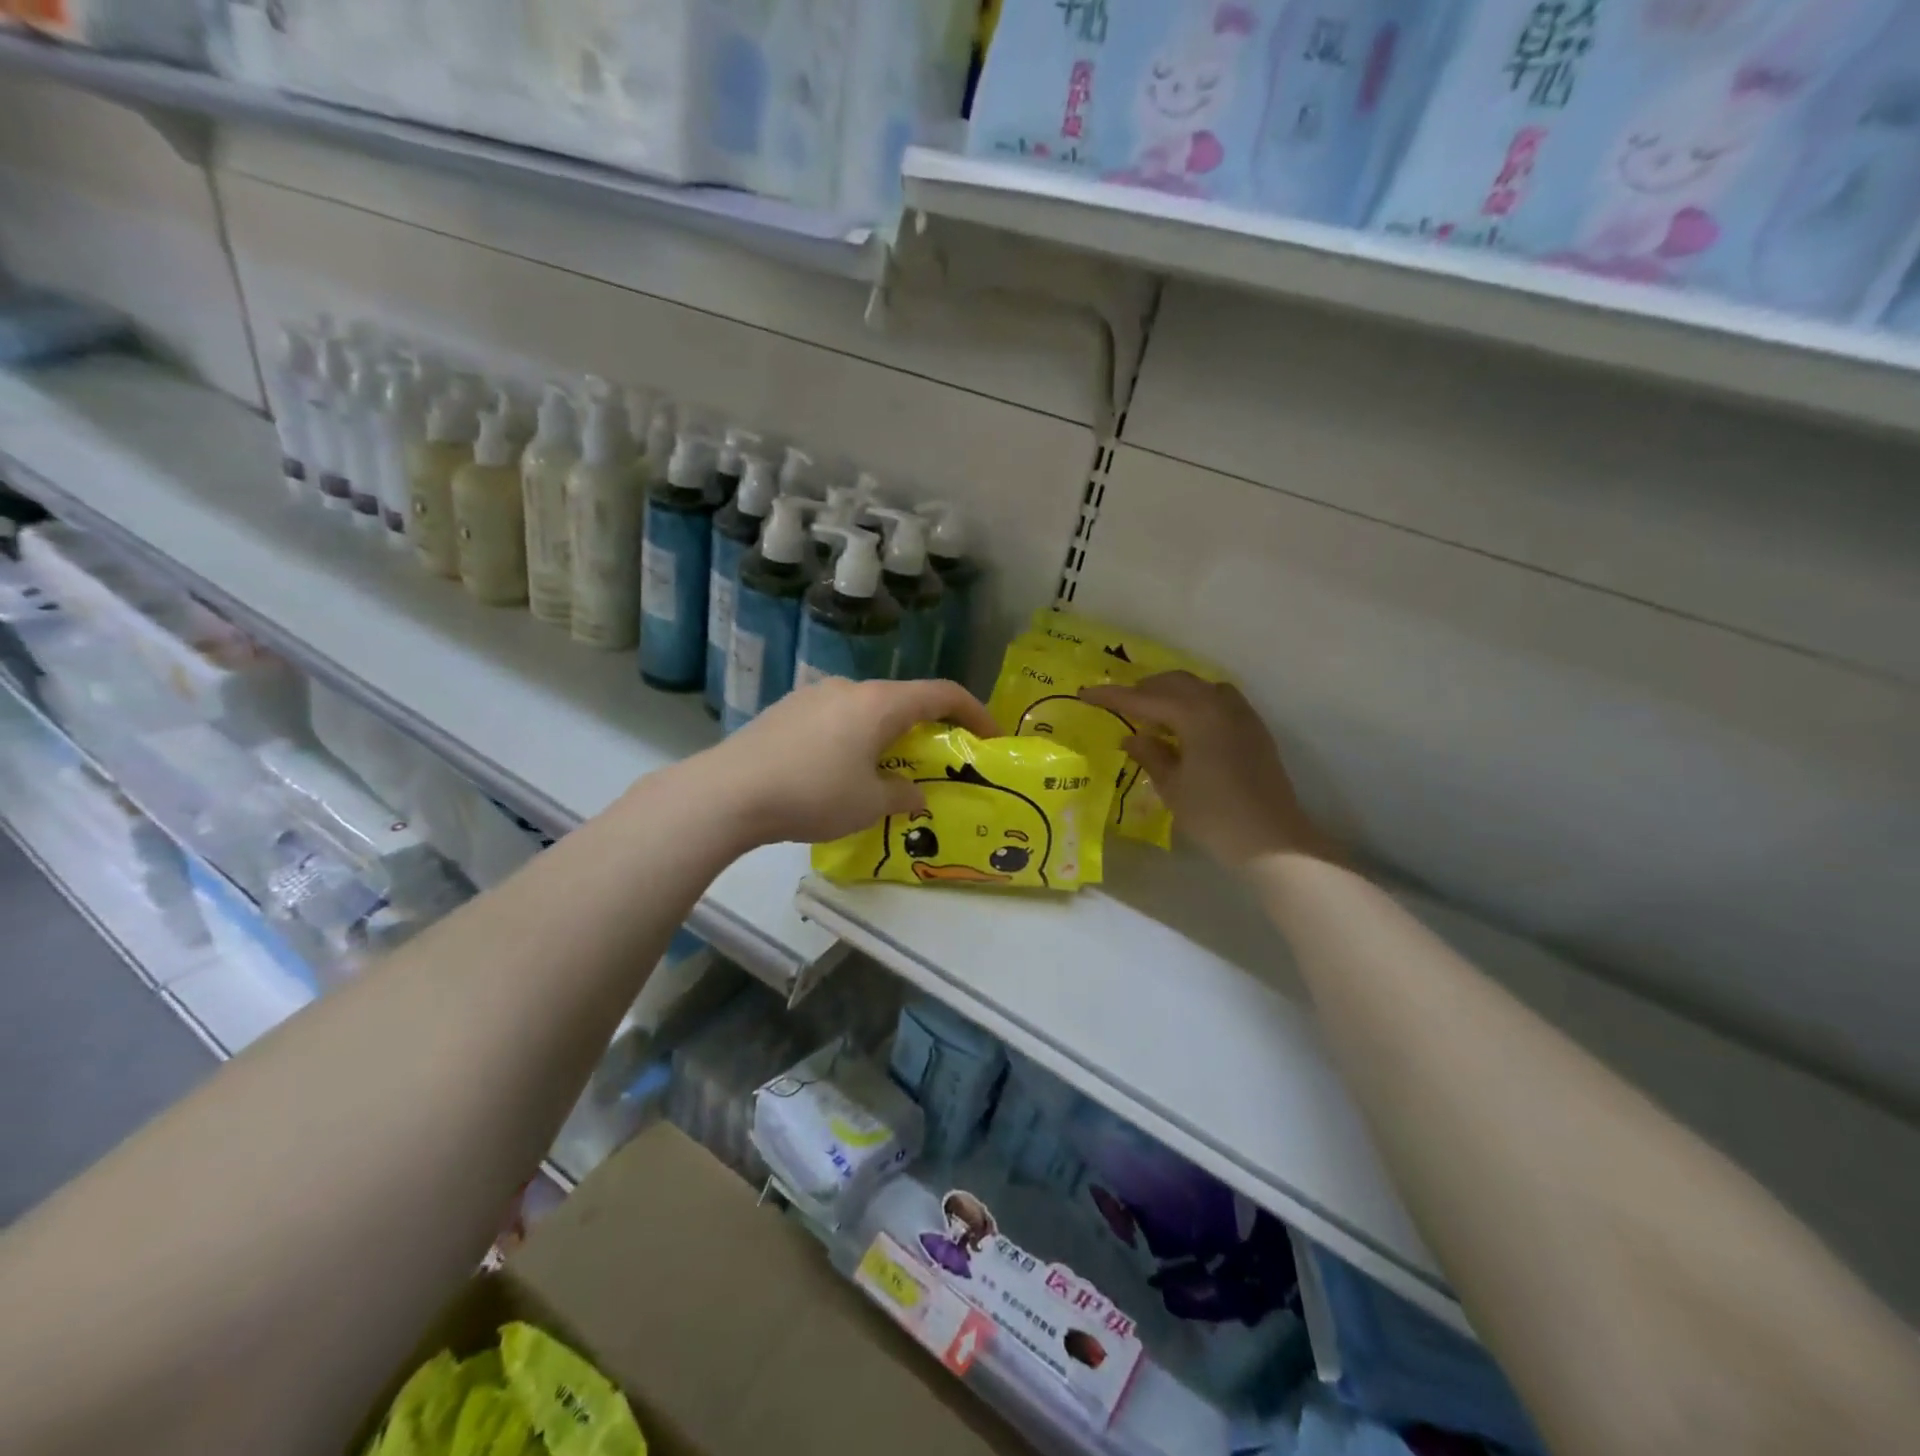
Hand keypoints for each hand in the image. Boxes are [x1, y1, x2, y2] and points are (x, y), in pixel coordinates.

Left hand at [701, 678, 999, 846]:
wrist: (728, 792)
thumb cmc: (812, 795)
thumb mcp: (869, 804)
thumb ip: (902, 795)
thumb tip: (915, 794)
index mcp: (879, 704)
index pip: (942, 693)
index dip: (974, 712)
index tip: (989, 737)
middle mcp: (849, 688)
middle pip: (903, 700)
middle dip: (926, 728)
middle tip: (934, 762)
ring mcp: (813, 695)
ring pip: (866, 709)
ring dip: (886, 734)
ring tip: (882, 771)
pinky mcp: (786, 710)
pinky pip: (835, 718)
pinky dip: (853, 737)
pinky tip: (836, 771)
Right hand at [1080, 672, 1336, 869]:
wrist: (1272, 841)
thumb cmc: (1214, 815)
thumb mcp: (1172, 786)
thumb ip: (1150, 755)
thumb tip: (1132, 738)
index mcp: (1195, 714)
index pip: (1145, 698)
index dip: (1113, 696)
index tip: (1086, 693)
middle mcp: (1220, 704)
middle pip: (1175, 682)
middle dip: (1144, 688)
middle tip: (1119, 703)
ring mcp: (1242, 714)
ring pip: (1200, 687)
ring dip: (1172, 692)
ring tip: (1152, 712)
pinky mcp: (1254, 729)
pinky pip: (1218, 700)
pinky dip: (1195, 702)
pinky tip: (1186, 725)